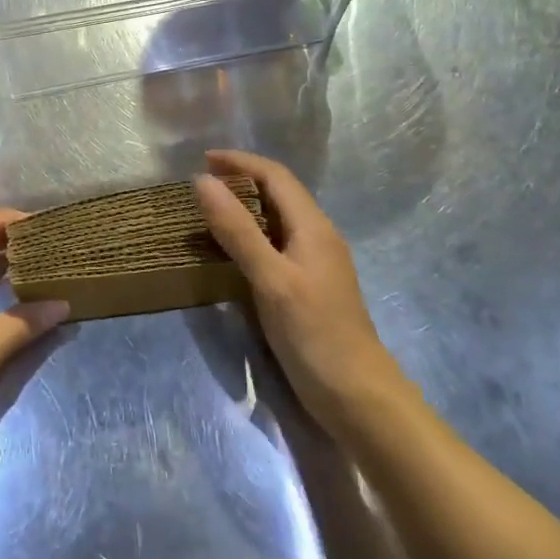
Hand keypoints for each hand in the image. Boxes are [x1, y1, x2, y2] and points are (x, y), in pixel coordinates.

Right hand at [194, 149, 407, 434]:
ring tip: (210, 212)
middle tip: (201, 185)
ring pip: (277, 219)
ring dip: (245, 208)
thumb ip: (237, 230)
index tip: (202, 160)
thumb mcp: (270, 279)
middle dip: (242, 180)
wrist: (358, 398)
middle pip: (279, 193)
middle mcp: (318, 236)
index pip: (276, 176)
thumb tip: (202, 181)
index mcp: (313, 226)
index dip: (241, 161)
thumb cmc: (314, 334)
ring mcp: (316, 263)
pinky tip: (232, 253)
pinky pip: (277, 245)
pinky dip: (251, 236)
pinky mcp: (309, 287)